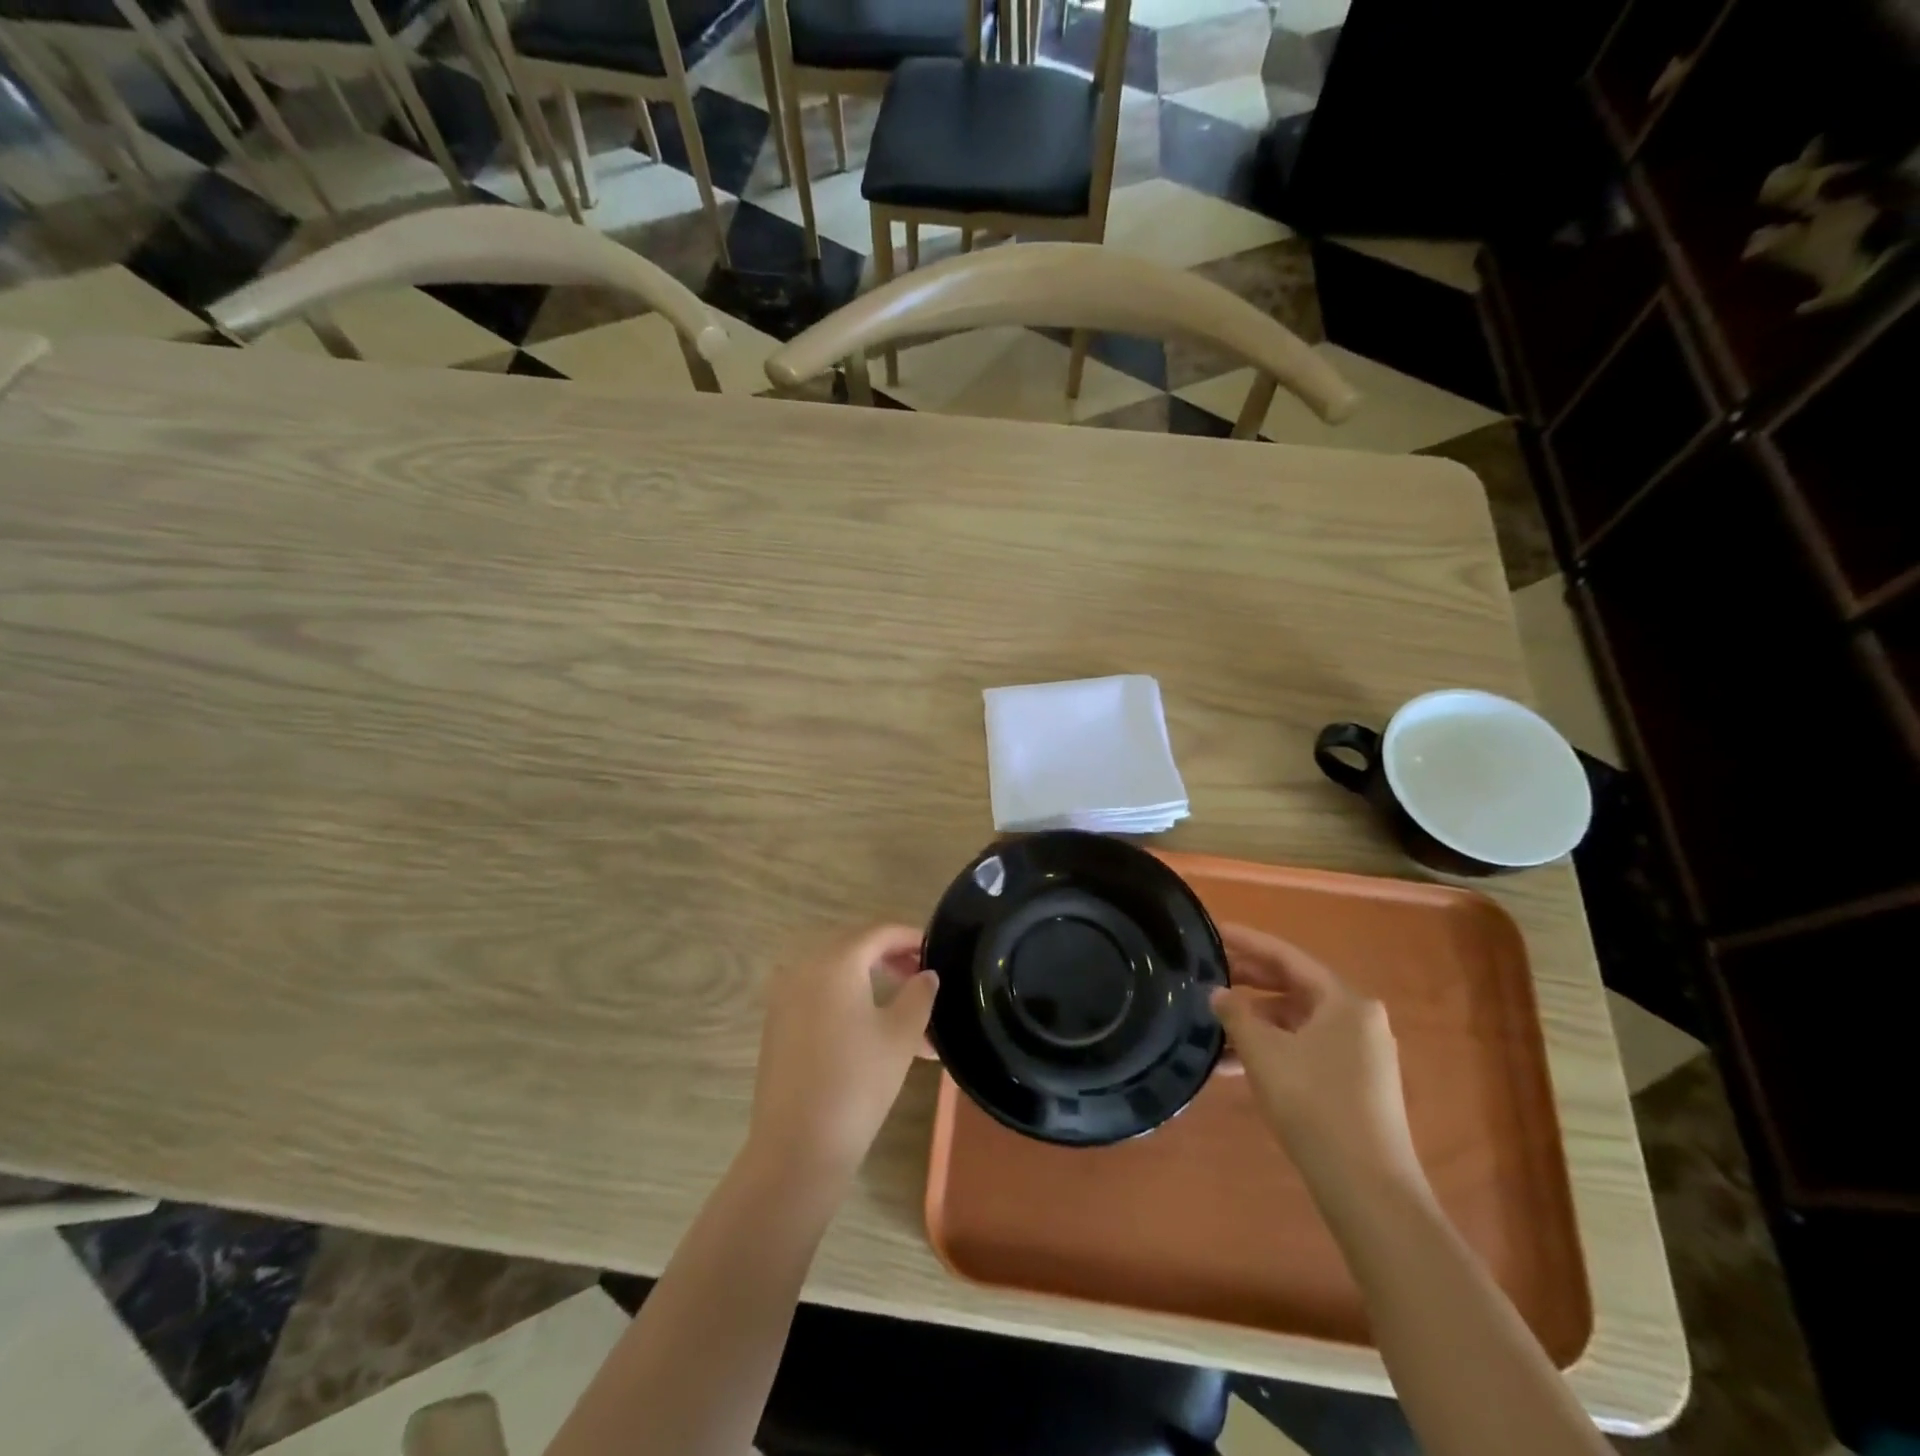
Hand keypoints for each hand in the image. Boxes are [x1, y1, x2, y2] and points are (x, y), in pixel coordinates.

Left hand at [747, 925, 937, 1185]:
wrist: (797, 1147)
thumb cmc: (857, 1082)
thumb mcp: (901, 1035)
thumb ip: (919, 994)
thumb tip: (926, 975)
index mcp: (834, 962)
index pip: (878, 931)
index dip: (910, 936)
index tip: (937, 951)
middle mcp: (804, 968)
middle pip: (855, 947)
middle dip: (892, 958)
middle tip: (923, 978)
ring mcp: (785, 996)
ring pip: (838, 974)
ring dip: (873, 983)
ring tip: (909, 1015)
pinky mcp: (778, 1024)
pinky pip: (820, 996)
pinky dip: (849, 1001)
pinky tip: (875, 1032)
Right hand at [1212, 925, 1423, 1202]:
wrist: (1368, 1190)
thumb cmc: (1315, 1105)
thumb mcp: (1264, 1053)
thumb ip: (1236, 1014)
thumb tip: (1216, 993)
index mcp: (1344, 1000)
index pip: (1286, 956)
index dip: (1246, 941)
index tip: (1212, 930)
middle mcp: (1358, 1018)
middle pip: (1293, 986)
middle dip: (1247, 981)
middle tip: (1205, 973)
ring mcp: (1359, 1053)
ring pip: (1295, 1021)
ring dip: (1254, 1020)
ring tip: (1211, 1023)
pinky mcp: (1353, 1083)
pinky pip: (1304, 1048)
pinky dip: (1271, 1048)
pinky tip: (1233, 1064)